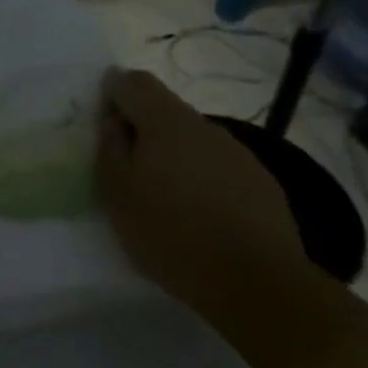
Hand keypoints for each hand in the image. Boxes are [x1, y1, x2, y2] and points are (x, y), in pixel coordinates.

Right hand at [94, 69, 310, 317]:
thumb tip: (114, 121)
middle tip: (131, 165)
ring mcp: (238, 152)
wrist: (261, 285)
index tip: (105, 123)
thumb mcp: (117, 193)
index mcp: (164, 120)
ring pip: (194, 139)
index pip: (132, 81)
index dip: (114, 92)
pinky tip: (204, 214)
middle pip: (165, 108)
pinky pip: (221, 167)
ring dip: (176, 154)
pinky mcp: (262, 182)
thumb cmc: (174, 234)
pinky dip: (205, 178)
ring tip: (169, 196)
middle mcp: (202, 125)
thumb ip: (109, 147)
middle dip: (144, 127)